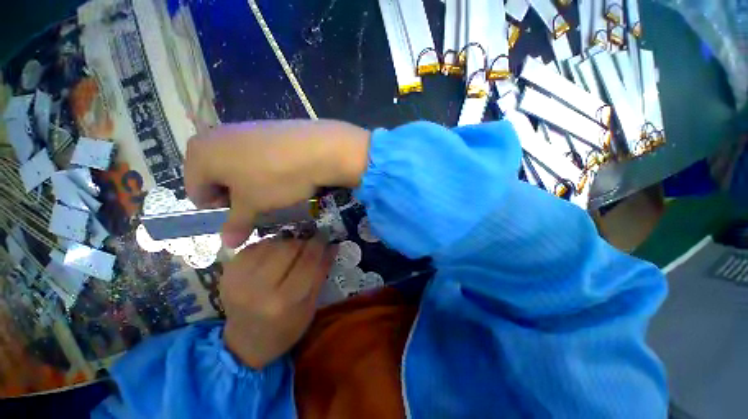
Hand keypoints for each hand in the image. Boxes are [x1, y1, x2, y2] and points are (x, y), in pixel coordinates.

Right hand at [184, 120, 369, 247]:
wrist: (317, 149)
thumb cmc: (275, 178)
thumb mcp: (253, 204)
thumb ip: (237, 223)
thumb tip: (227, 244)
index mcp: (199, 154)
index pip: (197, 193)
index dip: (219, 209)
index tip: (242, 215)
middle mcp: (214, 136)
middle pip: (216, 177)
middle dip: (234, 195)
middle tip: (258, 203)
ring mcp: (242, 128)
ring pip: (237, 166)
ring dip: (250, 183)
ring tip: (273, 190)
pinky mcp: (266, 128)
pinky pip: (255, 155)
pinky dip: (263, 168)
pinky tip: (283, 174)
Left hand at [221, 237, 336, 368]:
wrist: (245, 343)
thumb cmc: (286, 328)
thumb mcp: (310, 305)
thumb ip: (321, 272)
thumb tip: (333, 245)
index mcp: (284, 301)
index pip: (307, 261)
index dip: (318, 244)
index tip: (324, 235)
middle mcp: (259, 289)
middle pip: (287, 248)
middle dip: (302, 242)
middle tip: (307, 244)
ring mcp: (239, 279)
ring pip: (271, 243)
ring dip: (286, 242)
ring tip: (290, 251)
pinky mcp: (227, 273)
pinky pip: (254, 246)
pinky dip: (268, 245)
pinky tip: (272, 254)